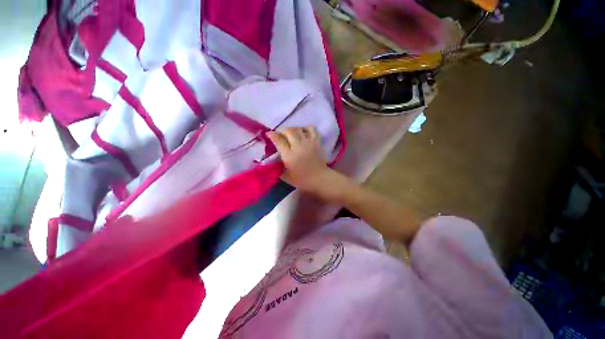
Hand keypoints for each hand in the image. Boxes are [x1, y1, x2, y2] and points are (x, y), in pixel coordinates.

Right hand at [267, 127, 333, 194]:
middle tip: (280, 134)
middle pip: (289, 131)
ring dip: (293, 129)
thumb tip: (273, 161)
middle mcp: (298, 147)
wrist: (319, 179)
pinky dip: (306, 128)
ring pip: (299, 129)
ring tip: (291, 133)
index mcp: (289, 156)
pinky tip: (303, 132)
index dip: (272, 135)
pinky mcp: (317, 142)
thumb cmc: (302, 180)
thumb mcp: (286, 176)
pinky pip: (312, 130)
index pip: (279, 141)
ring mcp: (309, 143)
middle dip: (282, 130)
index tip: (268, 133)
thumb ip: (278, 168)